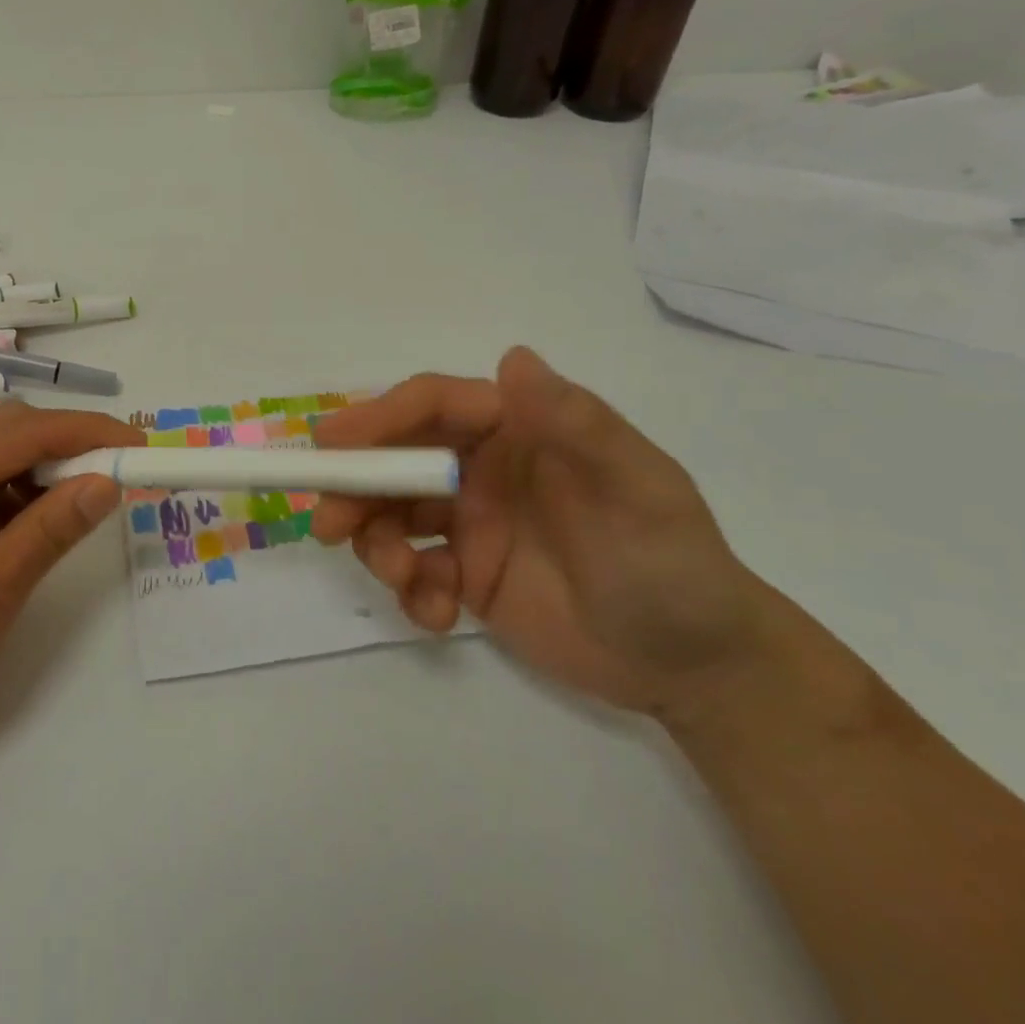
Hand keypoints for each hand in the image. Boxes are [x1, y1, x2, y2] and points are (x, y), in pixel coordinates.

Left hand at [0, 400, 142, 755]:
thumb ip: (49, 533)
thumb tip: (105, 483)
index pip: (26, 431)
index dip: (90, 433)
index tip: (140, 447)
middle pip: (4, 427)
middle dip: (65, 444)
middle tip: (112, 478)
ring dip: (35, 467)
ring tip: (73, 507)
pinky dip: (3, 488)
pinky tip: (20, 525)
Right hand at [311, 347, 773, 720]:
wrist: (695, 667)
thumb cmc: (672, 564)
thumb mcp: (638, 490)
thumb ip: (577, 425)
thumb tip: (513, 357)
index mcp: (517, 432)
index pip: (433, 408)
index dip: (379, 418)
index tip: (333, 446)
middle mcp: (482, 469)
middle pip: (395, 460)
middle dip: (355, 487)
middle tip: (329, 524)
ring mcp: (469, 523)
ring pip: (390, 515)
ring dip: (376, 543)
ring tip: (404, 579)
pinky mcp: (464, 575)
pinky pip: (412, 570)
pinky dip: (409, 590)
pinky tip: (438, 617)